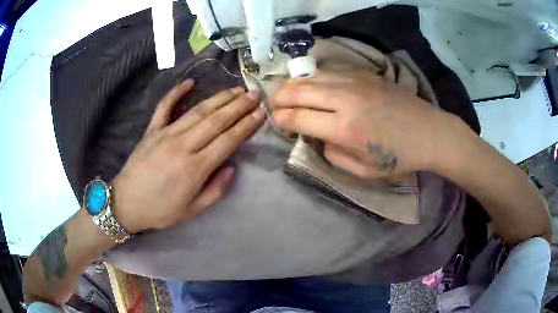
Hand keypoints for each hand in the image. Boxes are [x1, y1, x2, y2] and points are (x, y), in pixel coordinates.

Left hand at [112, 80, 264, 232]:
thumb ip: (215, 191)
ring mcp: (165, 134)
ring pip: (197, 111)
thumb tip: (232, 167)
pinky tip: (189, 83)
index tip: (260, 113)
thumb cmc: (161, 210)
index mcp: (195, 168)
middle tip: (255, 94)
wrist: (126, 203)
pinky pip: (164, 107)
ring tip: (236, 89)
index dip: (246, 125)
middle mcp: (183, 146)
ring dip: (219, 98)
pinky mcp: (152, 130)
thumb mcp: (192, 211)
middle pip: (216, 121)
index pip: (227, 140)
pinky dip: (176, 93)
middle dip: (239, 106)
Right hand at [271, 69, 456, 178]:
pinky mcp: (364, 73)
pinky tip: (313, 85)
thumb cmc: (399, 158)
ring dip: (294, 85)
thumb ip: (332, 154)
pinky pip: (329, 70)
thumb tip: (316, 136)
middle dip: (279, 98)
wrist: (430, 132)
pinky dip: (314, 78)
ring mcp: (355, 81)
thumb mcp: (363, 171)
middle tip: (275, 105)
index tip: (278, 123)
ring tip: (288, 94)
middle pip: (297, 90)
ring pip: (310, 76)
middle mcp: (345, 99)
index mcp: (345, 129)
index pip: (297, 117)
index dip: (281, 120)